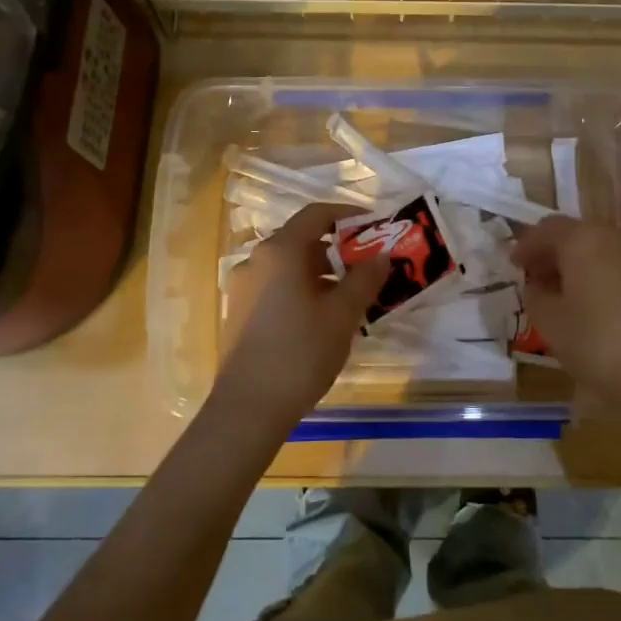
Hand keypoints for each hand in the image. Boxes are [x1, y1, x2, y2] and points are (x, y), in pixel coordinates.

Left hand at [214, 203, 390, 427]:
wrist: (249, 406)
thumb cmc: (301, 352)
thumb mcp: (342, 314)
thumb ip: (365, 278)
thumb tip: (382, 255)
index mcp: (280, 251)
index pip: (316, 215)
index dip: (347, 215)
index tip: (374, 226)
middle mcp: (256, 260)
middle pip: (301, 240)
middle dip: (337, 249)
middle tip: (367, 267)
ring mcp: (242, 286)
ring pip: (288, 266)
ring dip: (320, 273)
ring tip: (349, 297)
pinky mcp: (238, 311)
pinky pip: (275, 286)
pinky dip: (301, 289)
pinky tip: (320, 318)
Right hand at [512, 217, 620, 419]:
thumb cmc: (597, 343)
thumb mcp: (549, 321)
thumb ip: (535, 294)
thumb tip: (536, 284)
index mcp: (583, 239)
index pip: (546, 229)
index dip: (526, 246)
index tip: (513, 266)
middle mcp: (614, 235)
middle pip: (574, 234)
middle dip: (551, 253)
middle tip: (533, 278)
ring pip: (598, 248)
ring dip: (575, 264)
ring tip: (559, 293)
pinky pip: (617, 264)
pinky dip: (598, 273)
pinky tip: (588, 301)